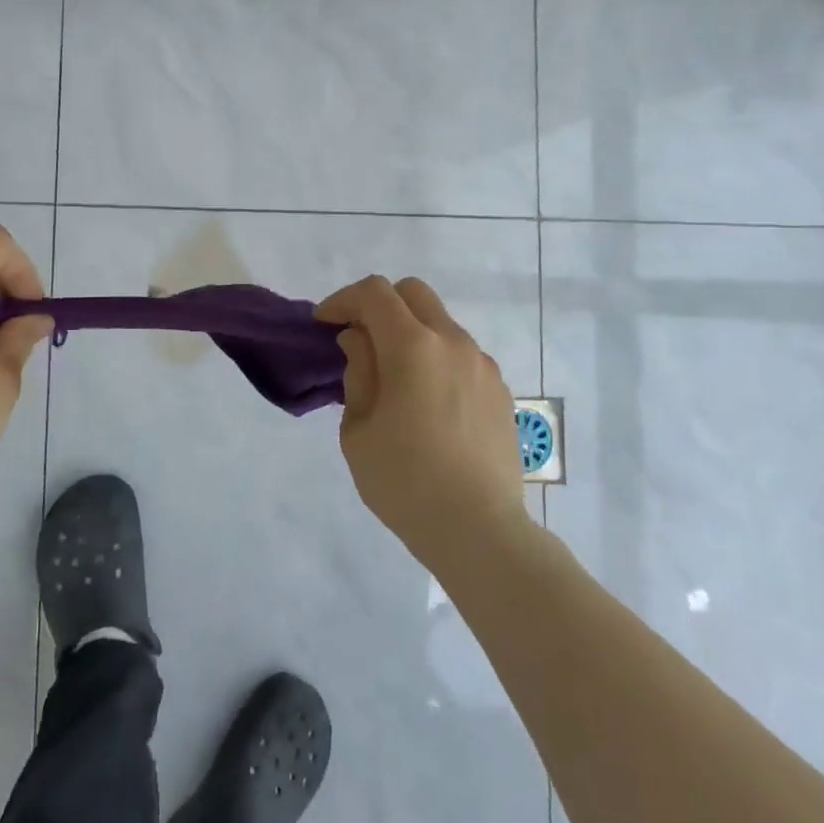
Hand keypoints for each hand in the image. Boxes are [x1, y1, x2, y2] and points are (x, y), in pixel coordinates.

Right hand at [315, 276, 524, 569]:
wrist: (479, 530)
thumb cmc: (405, 482)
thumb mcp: (358, 430)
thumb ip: (358, 373)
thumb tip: (360, 340)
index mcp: (413, 347)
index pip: (374, 293)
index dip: (342, 300)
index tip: (324, 325)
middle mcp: (453, 342)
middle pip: (412, 292)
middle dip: (378, 303)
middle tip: (357, 338)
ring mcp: (482, 364)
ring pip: (439, 321)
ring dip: (409, 331)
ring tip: (392, 375)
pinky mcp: (499, 389)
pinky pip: (460, 353)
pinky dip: (435, 356)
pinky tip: (425, 399)